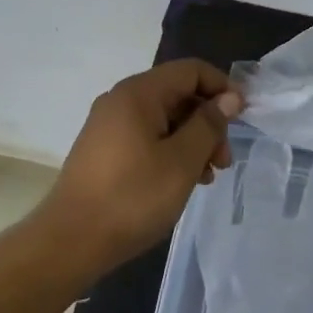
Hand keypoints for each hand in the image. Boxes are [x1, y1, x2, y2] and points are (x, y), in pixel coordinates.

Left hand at [39, 59, 241, 274]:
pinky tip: (182, 181)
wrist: (71, 242)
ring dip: (192, 141)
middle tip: (224, 160)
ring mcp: (109, 126)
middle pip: (178, 95)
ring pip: (164, 120)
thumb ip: (208, 125)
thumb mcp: (182, 161)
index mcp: (138, 94)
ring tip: (207, 177)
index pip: (190, 70)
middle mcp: (120, 101)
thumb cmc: (133, 197)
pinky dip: (171, 152)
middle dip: (208, 122)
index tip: (242, 117)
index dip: (221, 87)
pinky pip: (147, 138)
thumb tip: (227, 98)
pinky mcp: (104, 151)